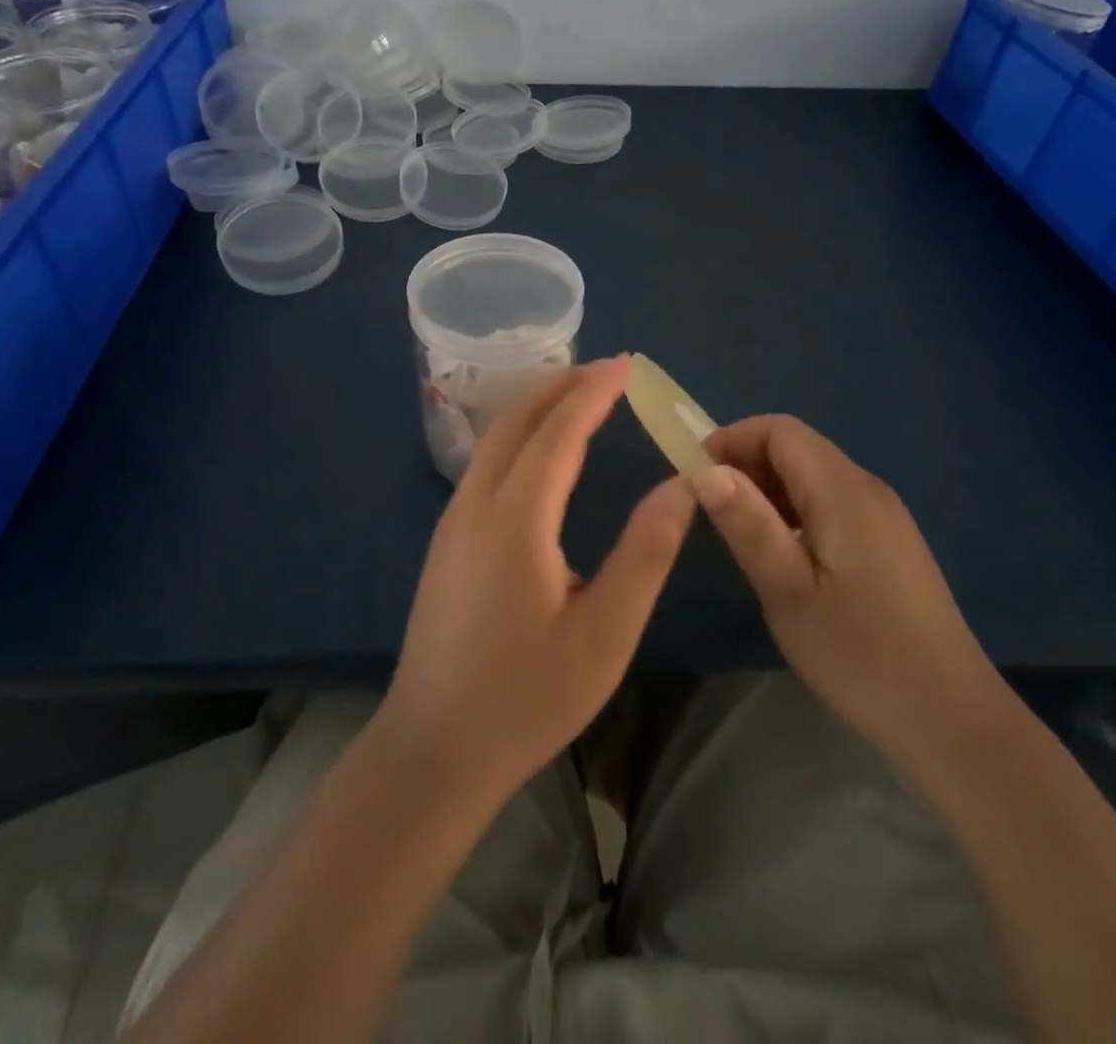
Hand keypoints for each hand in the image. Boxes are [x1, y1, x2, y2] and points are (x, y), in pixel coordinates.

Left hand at [376, 356, 695, 804]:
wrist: (433, 749)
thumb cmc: (526, 698)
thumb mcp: (604, 634)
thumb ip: (645, 553)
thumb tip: (681, 487)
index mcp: (516, 520)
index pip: (559, 433)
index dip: (594, 393)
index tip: (627, 366)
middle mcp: (476, 506)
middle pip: (518, 422)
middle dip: (562, 387)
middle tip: (607, 370)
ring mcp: (453, 523)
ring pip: (495, 441)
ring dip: (537, 408)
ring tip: (578, 396)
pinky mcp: (447, 542)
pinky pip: (485, 465)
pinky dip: (519, 437)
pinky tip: (539, 452)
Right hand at [694, 416, 1007, 773]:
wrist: (952, 719)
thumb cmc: (861, 656)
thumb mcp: (788, 593)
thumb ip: (748, 525)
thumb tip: (705, 471)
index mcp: (843, 492)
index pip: (781, 430)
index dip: (732, 439)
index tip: (695, 475)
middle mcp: (867, 489)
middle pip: (798, 447)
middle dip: (746, 463)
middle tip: (710, 509)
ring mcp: (885, 515)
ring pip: (814, 474)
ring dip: (769, 488)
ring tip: (739, 533)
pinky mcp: (890, 541)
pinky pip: (831, 501)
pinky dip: (795, 508)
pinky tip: (783, 553)